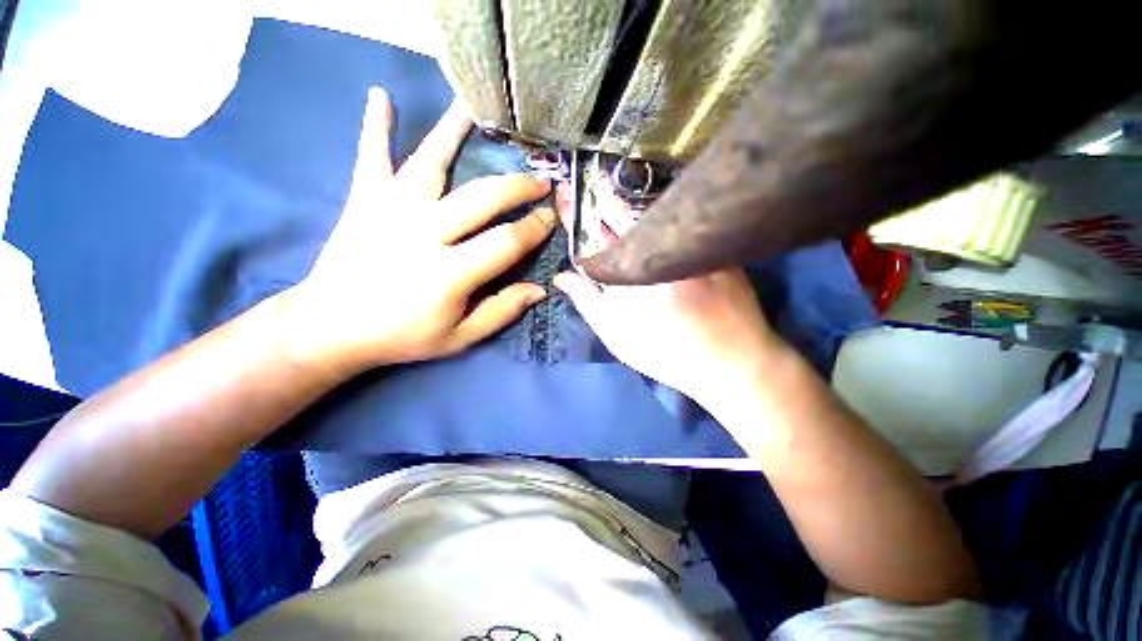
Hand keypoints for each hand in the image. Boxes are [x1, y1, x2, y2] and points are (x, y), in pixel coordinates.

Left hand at [281, 88, 554, 375]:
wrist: (332, 328)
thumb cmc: (402, 336)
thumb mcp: (460, 338)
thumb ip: (501, 312)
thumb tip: (539, 290)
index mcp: (449, 273)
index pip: (506, 242)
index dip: (534, 228)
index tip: (551, 218)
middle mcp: (422, 233)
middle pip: (480, 198)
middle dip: (517, 186)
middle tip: (540, 179)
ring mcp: (390, 211)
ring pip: (429, 162)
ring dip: (453, 132)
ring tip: (475, 106)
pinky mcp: (364, 201)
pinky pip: (371, 157)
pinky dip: (374, 126)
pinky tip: (379, 95)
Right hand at [552, 187, 783, 402]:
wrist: (731, 362)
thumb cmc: (665, 352)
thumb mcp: (616, 333)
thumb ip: (586, 301)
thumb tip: (561, 276)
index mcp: (633, 266)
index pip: (601, 227)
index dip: (583, 210)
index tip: (569, 195)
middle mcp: (662, 245)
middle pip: (628, 213)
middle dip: (608, 199)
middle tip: (594, 189)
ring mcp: (692, 243)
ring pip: (657, 214)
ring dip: (635, 207)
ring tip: (619, 201)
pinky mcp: (717, 245)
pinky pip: (685, 221)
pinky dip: (666, 218)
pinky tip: (657, 221)